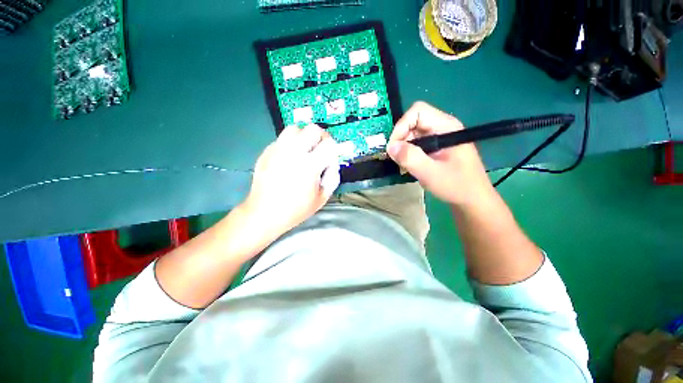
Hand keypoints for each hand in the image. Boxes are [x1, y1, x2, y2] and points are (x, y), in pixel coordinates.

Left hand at [243, 124, 339, 235]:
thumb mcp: (322, 198)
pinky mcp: (266, 152)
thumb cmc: (296, 209)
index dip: (334, 149)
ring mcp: (277, 150)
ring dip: (304, 136)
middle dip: (321, 137)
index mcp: (309, 166)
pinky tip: (289, 158)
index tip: (331, 157)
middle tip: (320, 150)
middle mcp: (293, 153)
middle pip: (312, 129)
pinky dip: (290, 144)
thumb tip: (333, 163)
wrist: (264, 213)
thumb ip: (333, 177)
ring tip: (304, 150)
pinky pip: (282, 139)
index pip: (329, 144)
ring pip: (295, 128)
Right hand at [387, 102, 491, 205]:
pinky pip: (416, 144)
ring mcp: (439, 138)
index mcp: (446, 127)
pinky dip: (408, 153)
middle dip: (401, 139)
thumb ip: (410, 158)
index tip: (394, 147)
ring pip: (412, 134)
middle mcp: (442, 128)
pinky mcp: (435, 147)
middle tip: (398, 159)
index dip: (402, 126)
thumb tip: (390, 147)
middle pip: (413, 122)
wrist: (472, 199)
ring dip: (403, 148)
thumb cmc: (456, 186)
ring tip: (403, 164)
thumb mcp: (431, 173)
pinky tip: (409, 166)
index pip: (418, 111)